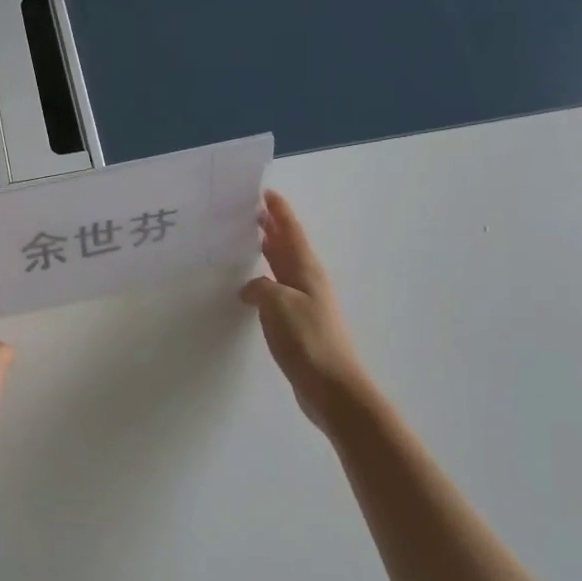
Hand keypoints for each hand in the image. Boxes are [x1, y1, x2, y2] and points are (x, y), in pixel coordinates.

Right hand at [241, 191, 367, 430]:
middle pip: (288, 247)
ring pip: (283, 268)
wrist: (333, 388)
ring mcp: (305, 304)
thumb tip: (251, 288)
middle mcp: (308, 283)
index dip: (280, 212)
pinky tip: (251, 288)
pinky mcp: (299, 325)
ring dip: (269, 253)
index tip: (265, 192)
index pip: (291, 233)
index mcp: (307, 272)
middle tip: (250, 212)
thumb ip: (261, 287)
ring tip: (248, 241)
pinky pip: (278, 291)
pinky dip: (265, 280)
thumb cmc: (308, 340)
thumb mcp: (279, 305)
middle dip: (272, 228)